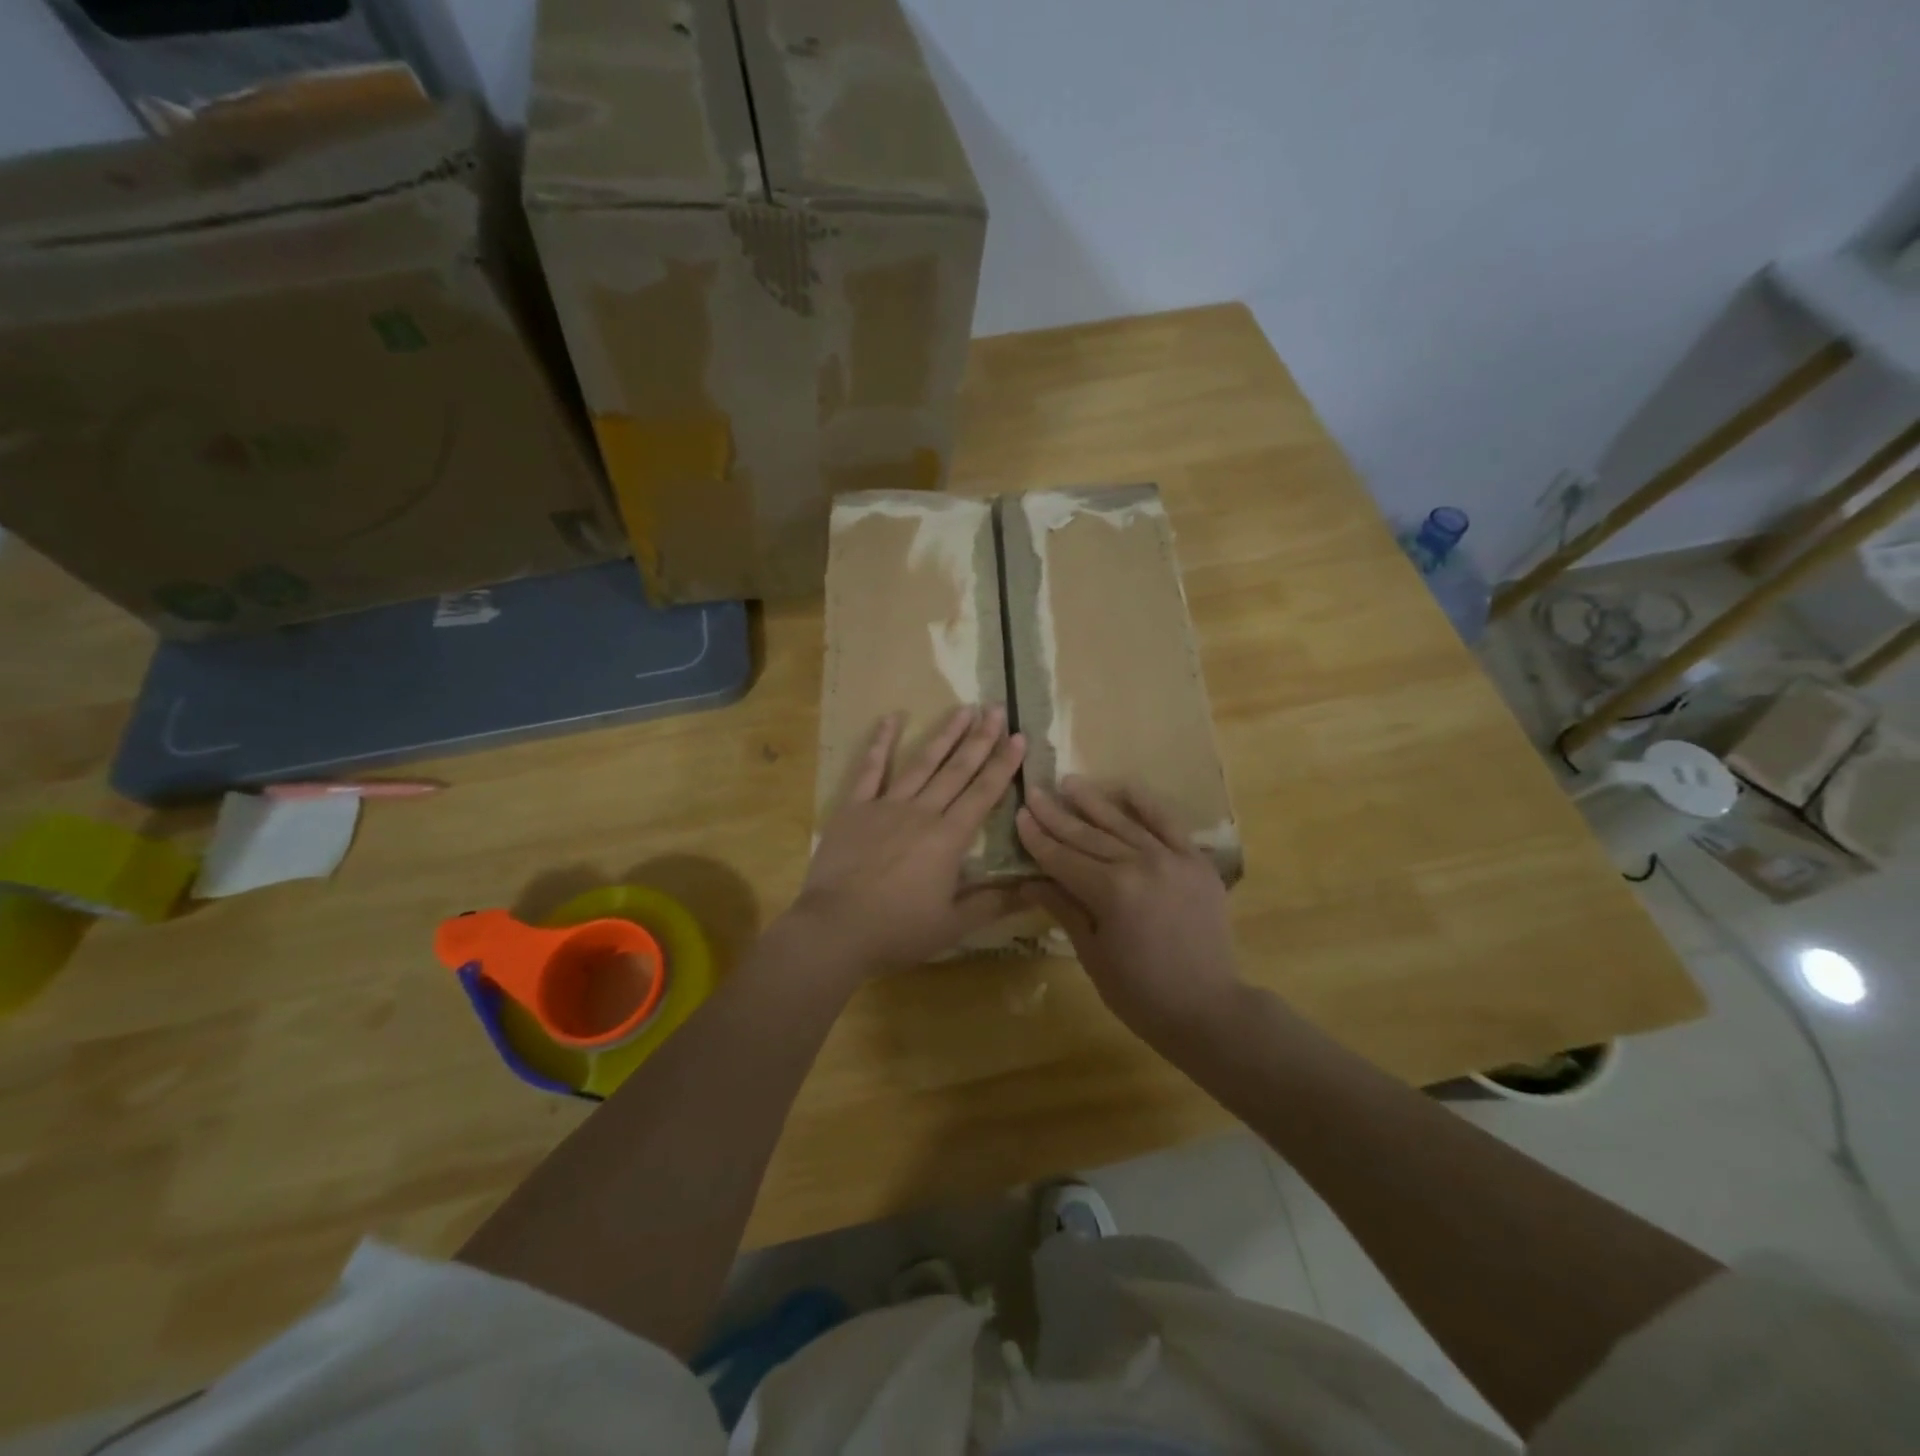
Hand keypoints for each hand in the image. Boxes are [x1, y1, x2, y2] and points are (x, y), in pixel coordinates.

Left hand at [790, 705, 1025, 977]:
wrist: (835, 929)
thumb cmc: (897, 930)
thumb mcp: (952, 925)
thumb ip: (993, 904)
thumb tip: (1033, 891)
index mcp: (949, 838)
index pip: (984, 792)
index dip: (1003, 764)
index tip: (1019, 736)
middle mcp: (922, 812)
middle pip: (957, 769)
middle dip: (980, 738)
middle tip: (997, 708)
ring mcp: (886, 805)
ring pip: (922, 762)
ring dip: (944, 734)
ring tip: (963, 708)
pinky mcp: (855, 808)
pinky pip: (870, 769)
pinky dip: (880, 742)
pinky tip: (891, 718)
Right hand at [1016, 778, 1242, 1043]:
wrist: (1208, 1009)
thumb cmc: (1140, 993)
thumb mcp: (1092, 954)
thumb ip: (1063, 909)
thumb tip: (1028, 882)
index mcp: (1111, 892)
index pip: (1063, 858)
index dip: (1038, 838)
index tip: (1020, 815)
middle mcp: (1139, 865)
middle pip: (1088, 836)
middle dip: (1057, 815)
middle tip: (1035, 792)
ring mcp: (1172, 859)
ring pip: (1123, 823)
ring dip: (1093, 802)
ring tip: (1070, 782)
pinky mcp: (1196, 861)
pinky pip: (1168, 824)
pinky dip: (1146, 804)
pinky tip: (1124, 787)